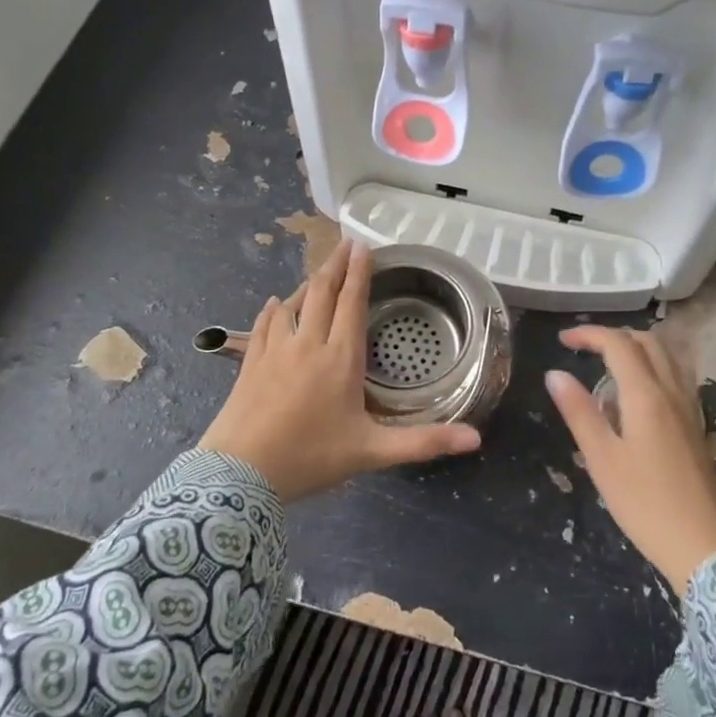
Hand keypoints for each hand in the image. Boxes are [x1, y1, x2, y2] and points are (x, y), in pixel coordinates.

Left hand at [200, 240, 482, 498]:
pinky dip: (274, 308)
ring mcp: (275, 350)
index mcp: (340, 358)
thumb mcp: (372, 452)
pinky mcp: (250, 362)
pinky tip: (276, 303)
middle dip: (336, 265)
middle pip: (321, 292)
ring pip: (293, 303)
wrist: (240, 473)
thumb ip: (423, 442)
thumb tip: (475, 439)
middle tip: (345, 244)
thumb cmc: (310, 458)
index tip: (363, 247)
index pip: (352, 303)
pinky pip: (264, 324)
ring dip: (308, 283)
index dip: (359, 273)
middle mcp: (308, 344)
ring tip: (320, 271)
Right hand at [545, 327, 715, 593]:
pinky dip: (653, 368)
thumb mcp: (602, 459)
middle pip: (648, 342)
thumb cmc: (645, 503)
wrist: (704, 546)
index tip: (563, 340)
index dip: (589, 334)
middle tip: (584, 350)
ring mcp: (690, 409)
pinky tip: (636, 396)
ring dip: (637, 349)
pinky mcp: (696, 426)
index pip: (618, 344)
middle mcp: (672, 392)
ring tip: (608, 367)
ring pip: (667, 358)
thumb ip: (579, 412)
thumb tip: (555, 374)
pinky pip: (676, 378)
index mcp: (646, 395)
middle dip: (614, 336)